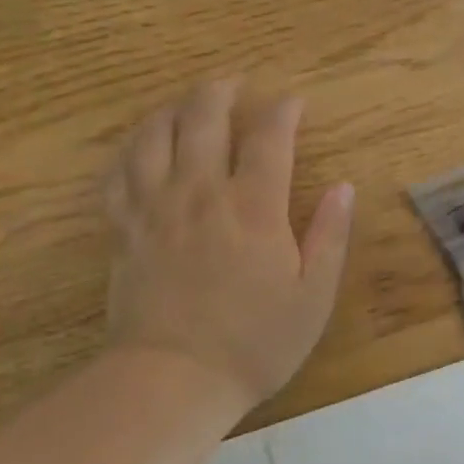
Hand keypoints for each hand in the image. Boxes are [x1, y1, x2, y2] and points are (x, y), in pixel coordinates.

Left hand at [104, 80, 354, 408]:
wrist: (174, 380)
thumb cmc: (255, 342)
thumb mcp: (313, 296)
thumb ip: (330, 236)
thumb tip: (344, 187)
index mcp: (253, 208)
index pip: (268, 138)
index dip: (283, 111)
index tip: (293, 101)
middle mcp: (201, 194)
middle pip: (203, 119)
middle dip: (220, 91)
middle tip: (234, 82)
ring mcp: (156, 208)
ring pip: (154, 136)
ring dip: (172, 109)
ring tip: (186, 103)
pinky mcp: (124, 229)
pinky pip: (119, 173)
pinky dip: (131, 149)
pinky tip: (141, 146)